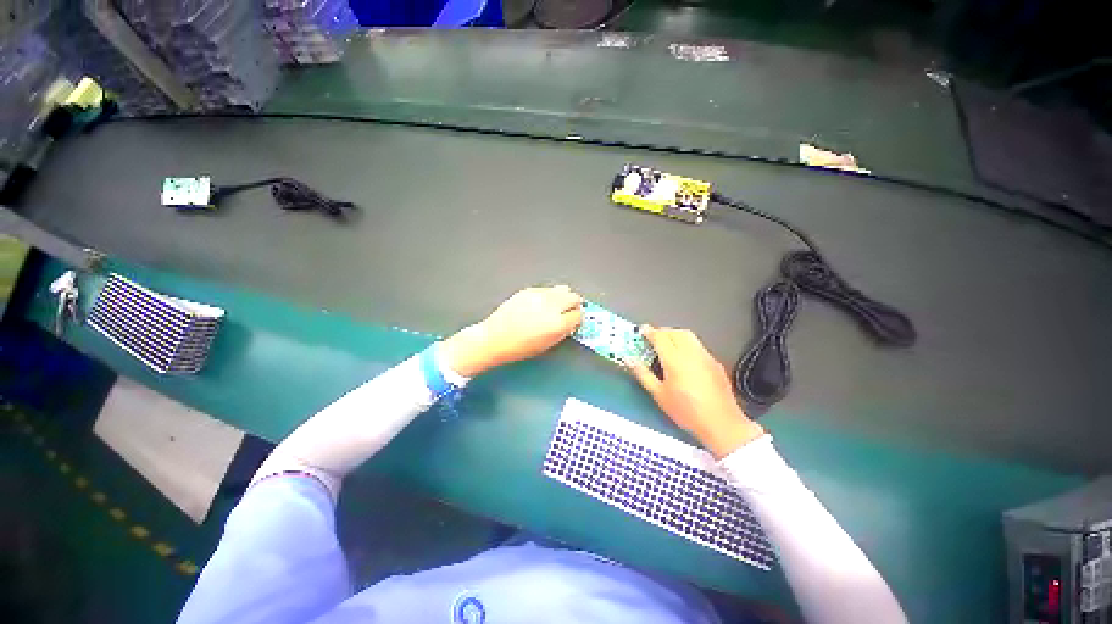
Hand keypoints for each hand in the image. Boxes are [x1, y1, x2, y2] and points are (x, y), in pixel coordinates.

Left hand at [441, 285, 584, 376]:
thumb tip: (572, 321)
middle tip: (569, 311)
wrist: (495, 338)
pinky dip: (549, 295)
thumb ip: (563, 331)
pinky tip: (541, 304)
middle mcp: (551, 306)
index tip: (575, 320)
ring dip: (564, 296)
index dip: (578, 318)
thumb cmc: (520, 347)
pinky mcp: (529, 290)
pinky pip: (547, 289)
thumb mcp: (548, 344)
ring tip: (557, 305)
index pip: (579, 314)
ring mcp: (539, 295)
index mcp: (557, 324)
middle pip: (574, 297)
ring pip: (563, 289)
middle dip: (574, 304)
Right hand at [628, 326, 764, 458]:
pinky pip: (698, 346)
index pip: (660, 337)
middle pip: (676, 332)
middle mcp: (691, 353)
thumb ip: (643, 374)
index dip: (649, 331)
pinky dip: (687, 345)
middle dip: (663, 331)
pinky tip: (684, 359)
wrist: (722, 424)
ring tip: (667, 346)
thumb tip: (629, 359)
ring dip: (676, 335)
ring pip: (689, 336)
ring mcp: (706, 356)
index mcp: (675, 359)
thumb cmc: (686, 411)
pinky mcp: (715, 363)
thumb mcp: (659, 394)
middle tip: (653, 338)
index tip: (641, 330)